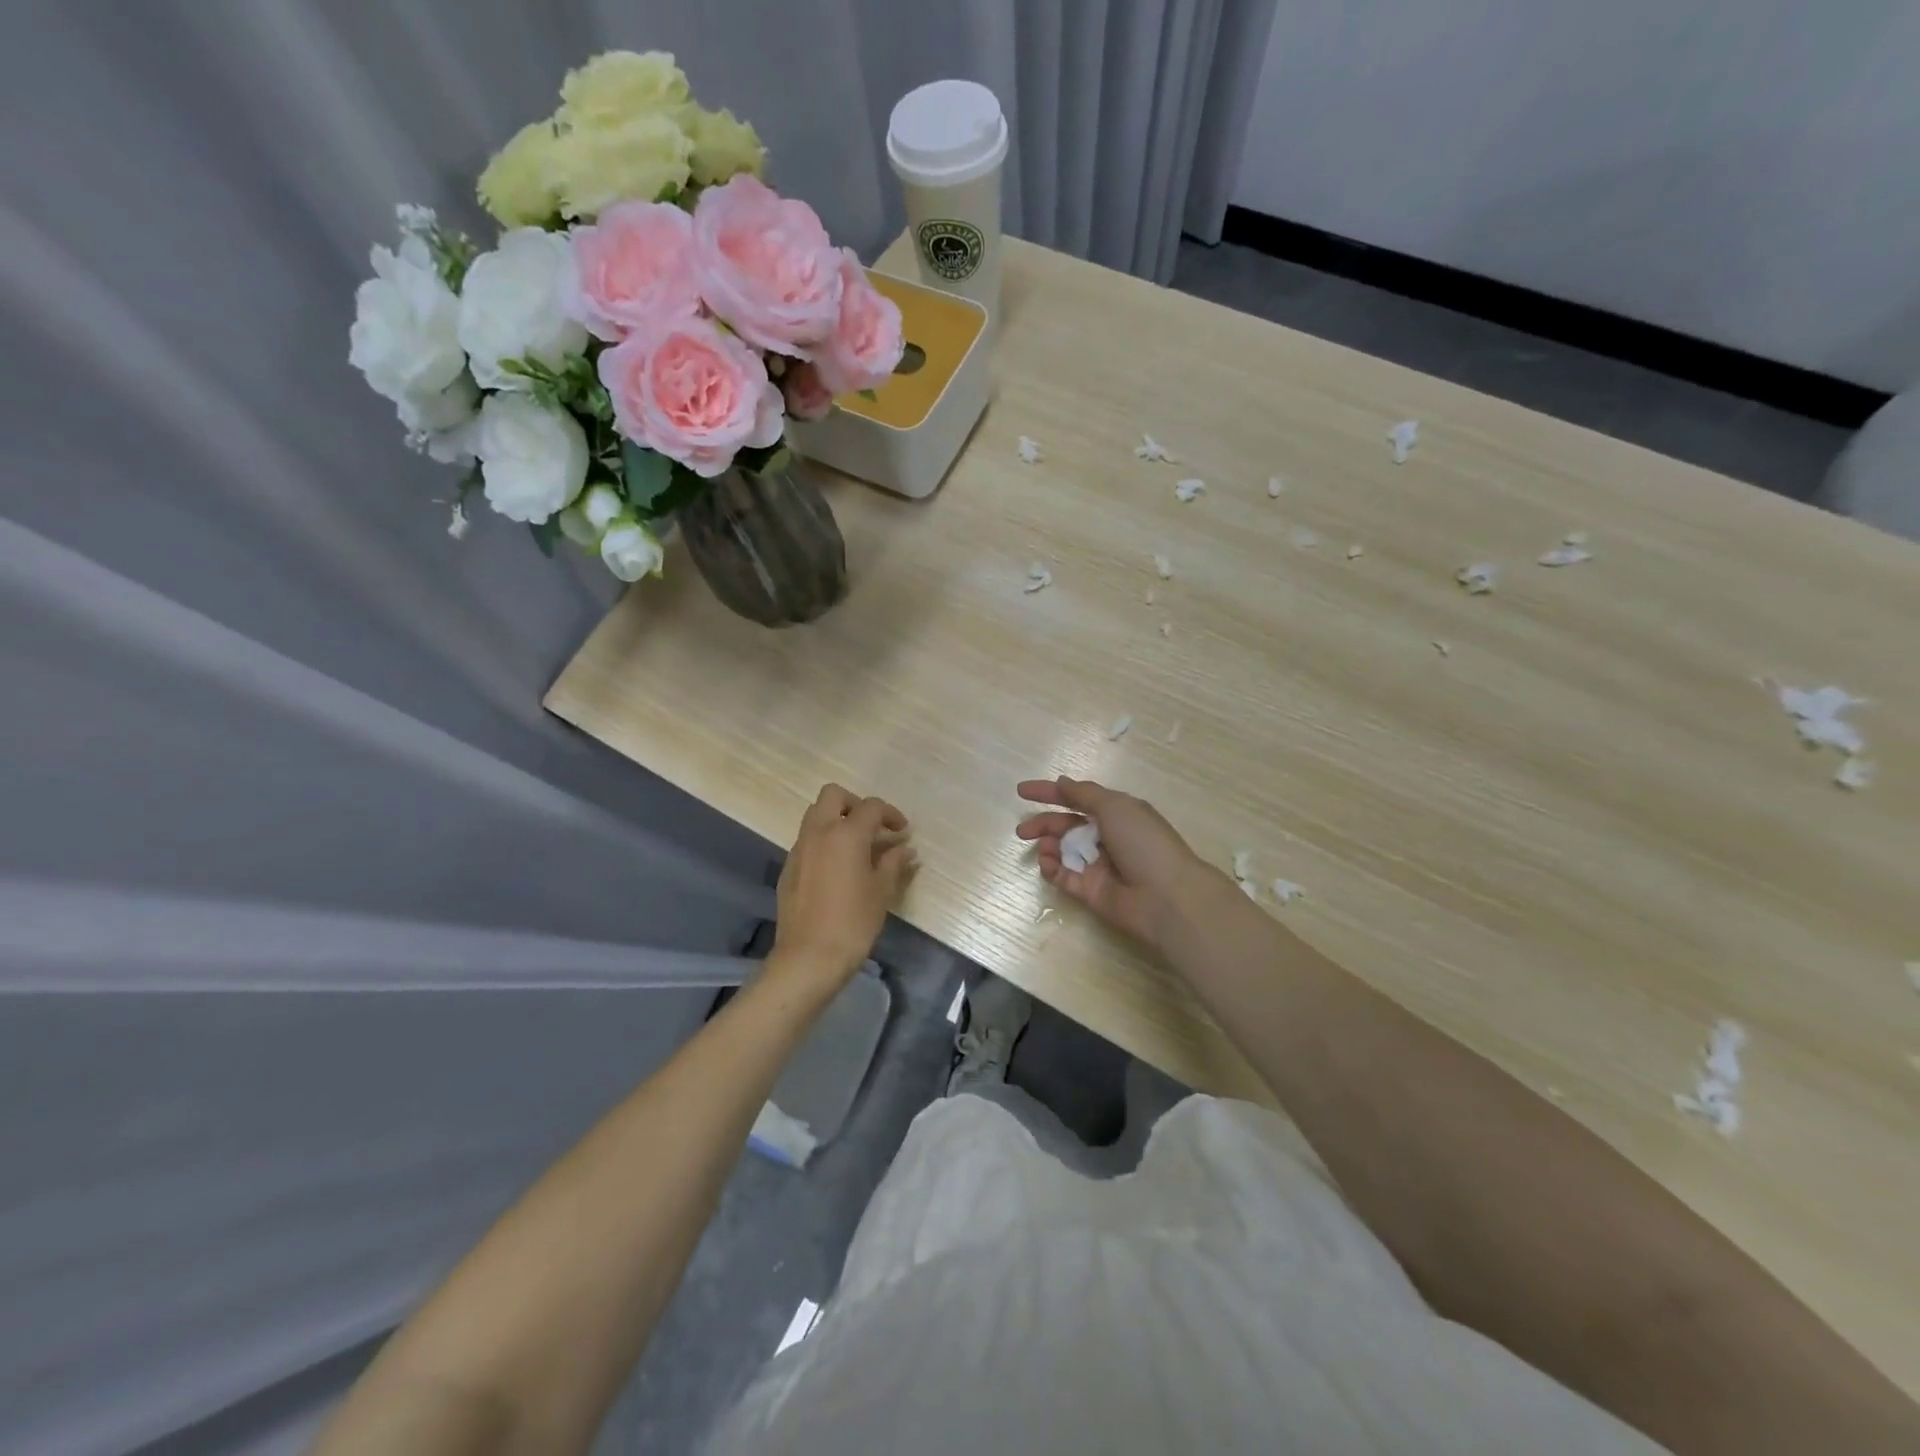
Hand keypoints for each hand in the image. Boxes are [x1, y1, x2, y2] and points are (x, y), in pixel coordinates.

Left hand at [772, 784, 915, 989]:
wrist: (809, 957)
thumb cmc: (853, 922)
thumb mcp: (881, 891)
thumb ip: (893, 863)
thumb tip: (905, 848)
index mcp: (846, 833)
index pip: (871, 806)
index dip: (891, 814)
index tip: (903, 832)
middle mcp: (819, 832)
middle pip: (834, 795)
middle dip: (855, 804)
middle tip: (873, 827)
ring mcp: (799, 849)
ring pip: (816, 815)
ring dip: (837, 820)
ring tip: (857, 847)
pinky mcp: (788, 868)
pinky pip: (807, 840)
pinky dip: (824, 842)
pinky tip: (837, 869)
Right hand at [1016, 777, 1216, 949]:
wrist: (1166, 897)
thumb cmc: (1143, 843)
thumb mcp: (1115, 807)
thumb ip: (1083, 794)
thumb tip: (1061, 782)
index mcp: (1116, 813)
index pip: (1078, 798)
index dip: (1050, 793)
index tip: (1021, 791)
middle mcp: (1107, 837)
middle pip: (1067, 826)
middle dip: (1043, 824)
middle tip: (1022, 831)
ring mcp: (1098, 866)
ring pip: (1063, 851)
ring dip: (1049, 846)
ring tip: (1044, 848)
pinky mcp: (1091, 892)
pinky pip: (1064, 877)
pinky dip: (1052, 869)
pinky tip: (1048, 864)